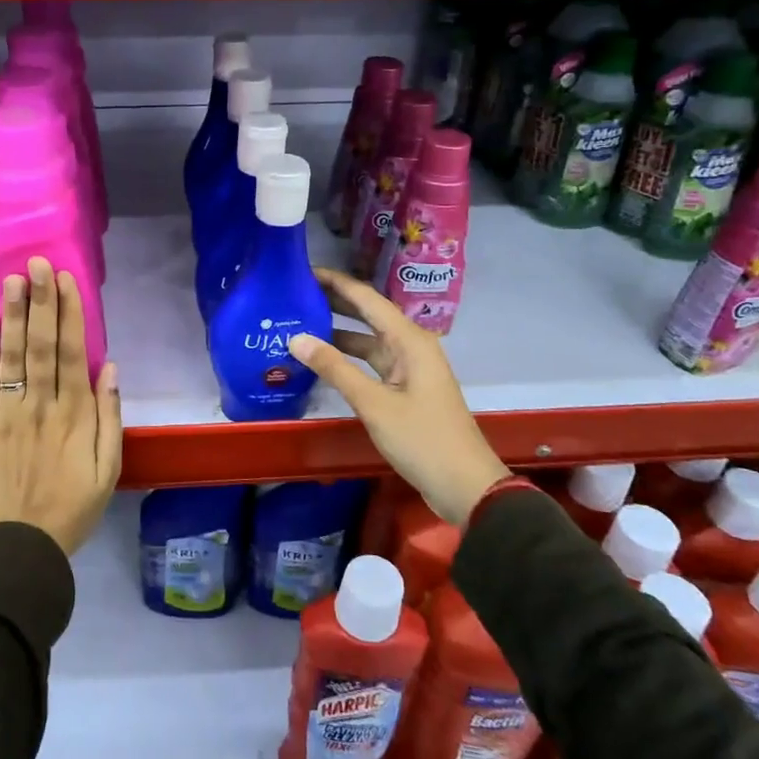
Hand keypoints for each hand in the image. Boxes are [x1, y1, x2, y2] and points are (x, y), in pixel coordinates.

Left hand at [0, 257, 122, 555]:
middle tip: (38, 263)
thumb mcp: (109, 469)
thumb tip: (109, 367)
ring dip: (12, 314)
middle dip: (40, 301)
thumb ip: (110, 417)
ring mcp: (8, 412)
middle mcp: (41, 405)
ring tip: (13, 279)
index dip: (69, 313)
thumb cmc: (72, 507)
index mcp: (75, 414)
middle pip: (40, 344)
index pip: (71, 352)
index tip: (66, 280)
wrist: (20, 545)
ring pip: (11, 355)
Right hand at [291, 269, 508, 524]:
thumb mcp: (373, 403)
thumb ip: (335, 368)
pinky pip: (371, 362)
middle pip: (368, 314)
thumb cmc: (422, 439)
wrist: (464, 486)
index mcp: (409, 340)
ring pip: (368, 340)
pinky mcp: (404, 389)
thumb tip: (296, 338)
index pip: (366, 298)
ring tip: (299, 322)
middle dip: (334, 302)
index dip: (335, 282)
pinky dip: (347, 358)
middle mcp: (410, 346)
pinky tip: (322, 359)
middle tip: (294, 294)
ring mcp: (408, 368)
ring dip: (338, 331)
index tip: (302, 272)